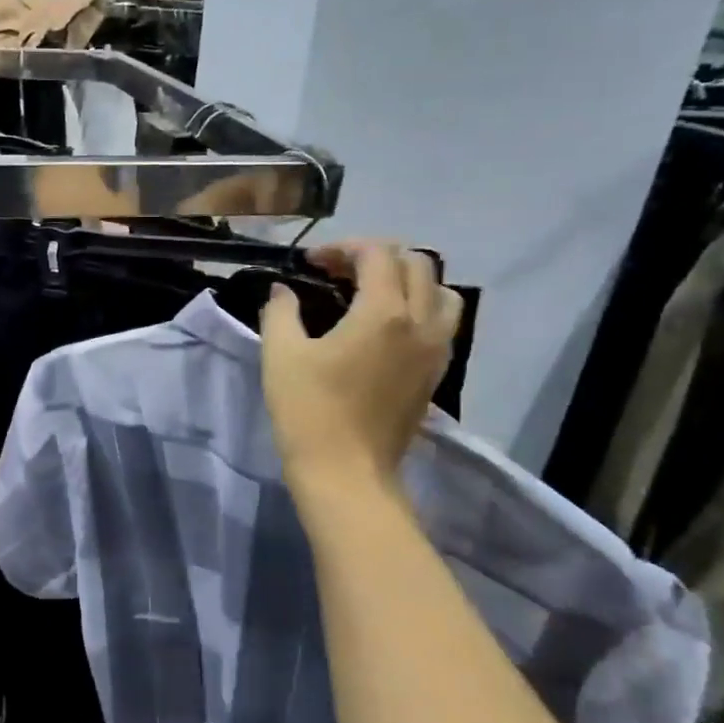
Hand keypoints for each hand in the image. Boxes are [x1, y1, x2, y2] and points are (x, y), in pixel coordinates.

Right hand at [260, 243, 463, 488]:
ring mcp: (435, 351)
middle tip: (339, 273)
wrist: (346, 474)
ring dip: (408, 281)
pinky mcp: (436, 375)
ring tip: (373, 295)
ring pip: (441, 292)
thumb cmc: (309, 411)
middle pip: (416, 263)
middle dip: (376, 257)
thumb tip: (282, 291)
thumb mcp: (281, 354)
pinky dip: (420, 309)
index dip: (342, 248)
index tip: (310, 263)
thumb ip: (281, 311)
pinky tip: (387, 328)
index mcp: (384, 312)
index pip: (377, 253)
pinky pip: (442, 324)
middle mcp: (421, 323)